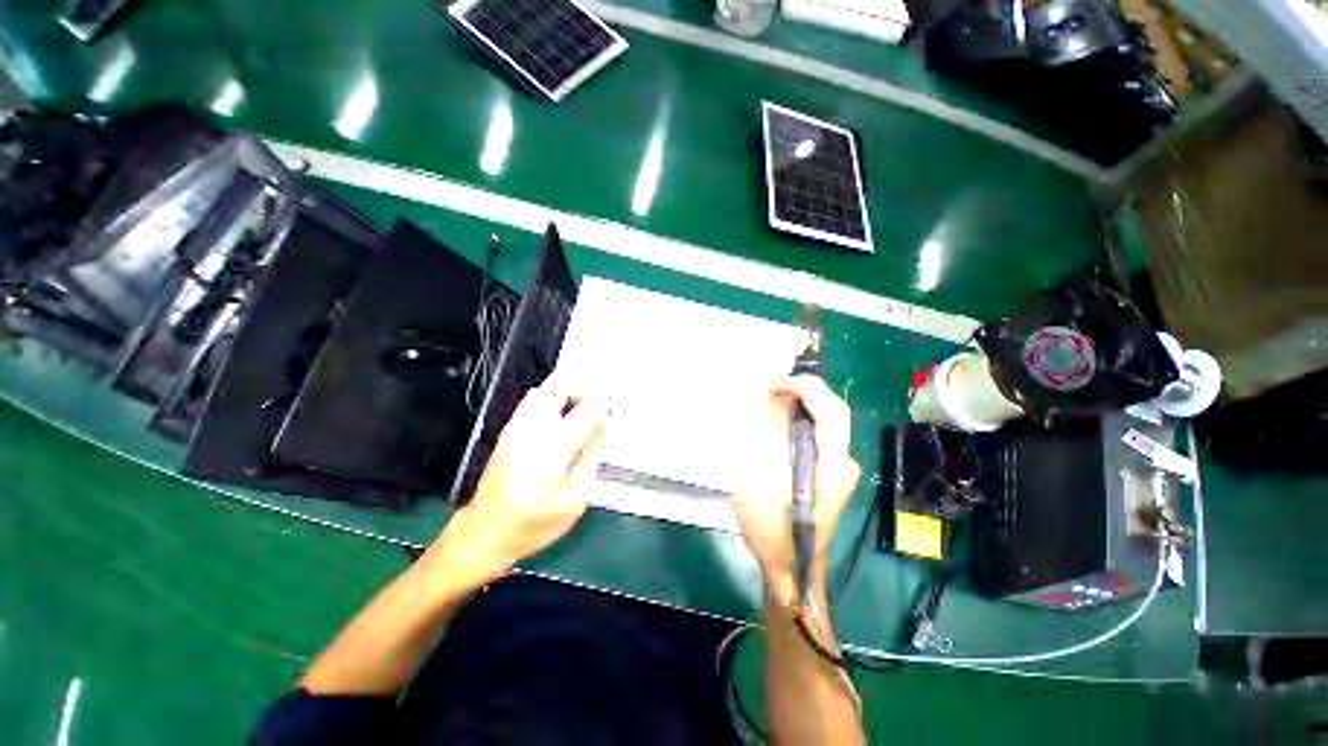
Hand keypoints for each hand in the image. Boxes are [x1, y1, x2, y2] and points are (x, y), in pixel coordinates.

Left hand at [423, 377, 609, 587]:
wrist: (485, 533)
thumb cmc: (535, 523)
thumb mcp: (575, 497)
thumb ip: (591, 455)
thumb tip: (602, 424)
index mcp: (553, 447)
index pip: (587, 408)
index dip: (605, 403)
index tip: (614, 405)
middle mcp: (532, 428)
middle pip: (560, 386)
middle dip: (584, 388)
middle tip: (597, 403)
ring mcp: (516, 427)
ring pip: (545, 390)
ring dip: (567, 391)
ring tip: (582, 409)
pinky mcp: (508, 430)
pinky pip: (533, 401)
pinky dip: (552, 399)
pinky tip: (561, 417)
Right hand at [730, 375, 860, 608]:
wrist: (792, 567)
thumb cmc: (774, 530)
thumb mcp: (756, 484)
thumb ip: (759, 442)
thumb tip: (761, 406)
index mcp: (831, 465)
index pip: (831, 410)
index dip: (805, 387)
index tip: (774, 382)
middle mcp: (844, 463)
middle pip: (833, 412)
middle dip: (803, 392)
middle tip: (769, 388)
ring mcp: (840, 469)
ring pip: (827, 422)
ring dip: (801, 405)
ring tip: (770, 400)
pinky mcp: (830, 473)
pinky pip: (819, 435)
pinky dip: (800, 420)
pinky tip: (779, 423)